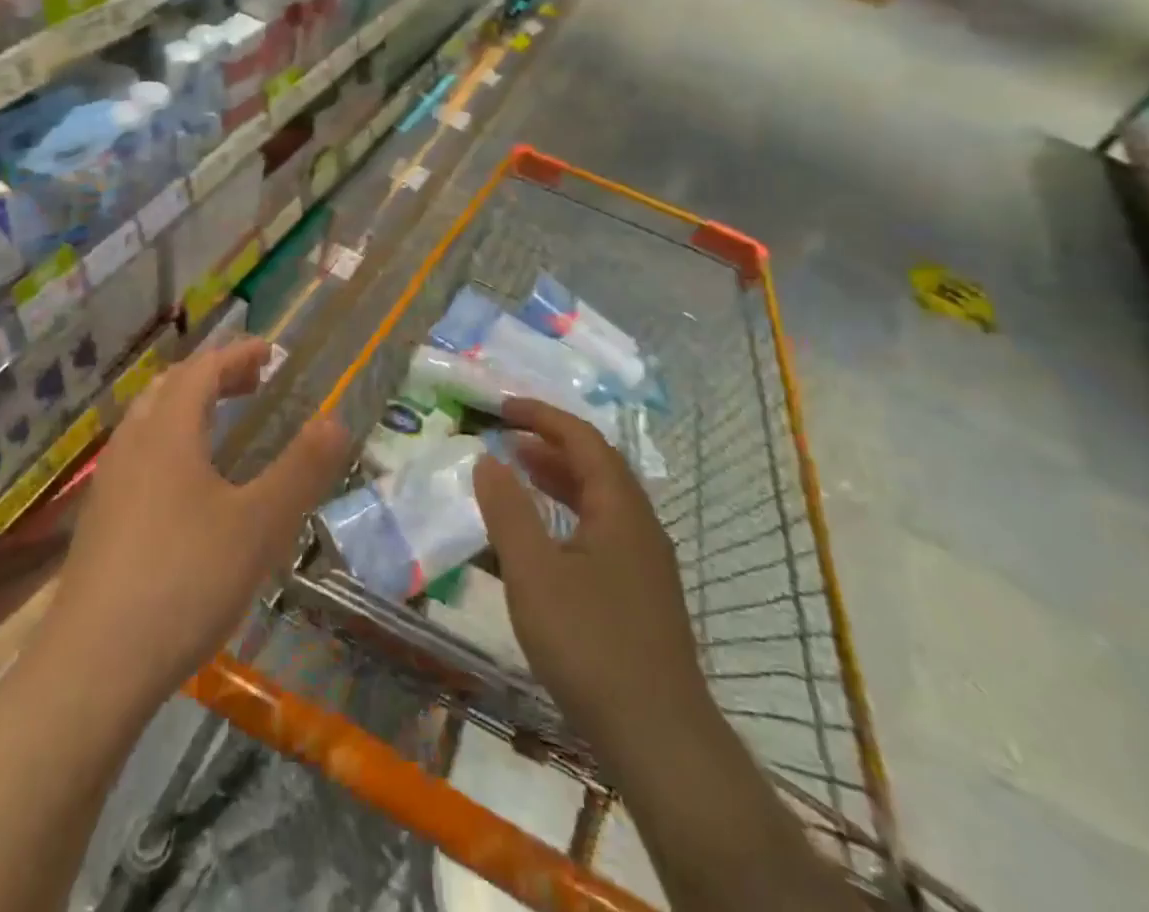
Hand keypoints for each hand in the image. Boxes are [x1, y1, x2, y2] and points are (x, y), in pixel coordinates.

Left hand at [48, 338, 347, 711]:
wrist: (91, 671)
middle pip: (168, 389)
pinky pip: (138, 460)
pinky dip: (169, 447)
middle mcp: (131, 447)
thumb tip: (335, 420)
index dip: (238, 354)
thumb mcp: (260, 525)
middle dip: (212, 376)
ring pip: (147, 425)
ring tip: (221, 427)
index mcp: (167, 432)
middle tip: (251, 384)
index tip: (271, 352)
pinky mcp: (98, 527)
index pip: (202, 370)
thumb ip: (301, 469)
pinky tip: (187, 491)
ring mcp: (108, 488)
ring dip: (186, 410)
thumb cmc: (184, 581)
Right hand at [473, 398, 706, 747]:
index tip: (502, 409)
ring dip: (558, 480)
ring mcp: (646, 562)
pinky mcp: (641, 594)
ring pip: (600, 500)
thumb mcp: (534, 573)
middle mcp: (640, 524)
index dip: (542, 416)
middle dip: (549, 444)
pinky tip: (543, 540)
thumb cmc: (591, 644)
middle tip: (505, 439)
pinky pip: (601, 531)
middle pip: (596, 465)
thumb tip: (488, 459)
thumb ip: (508, 511)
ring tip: (518, 475)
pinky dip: (567, 516)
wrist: (659, 739)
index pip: (583, 439)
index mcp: (621, 507)